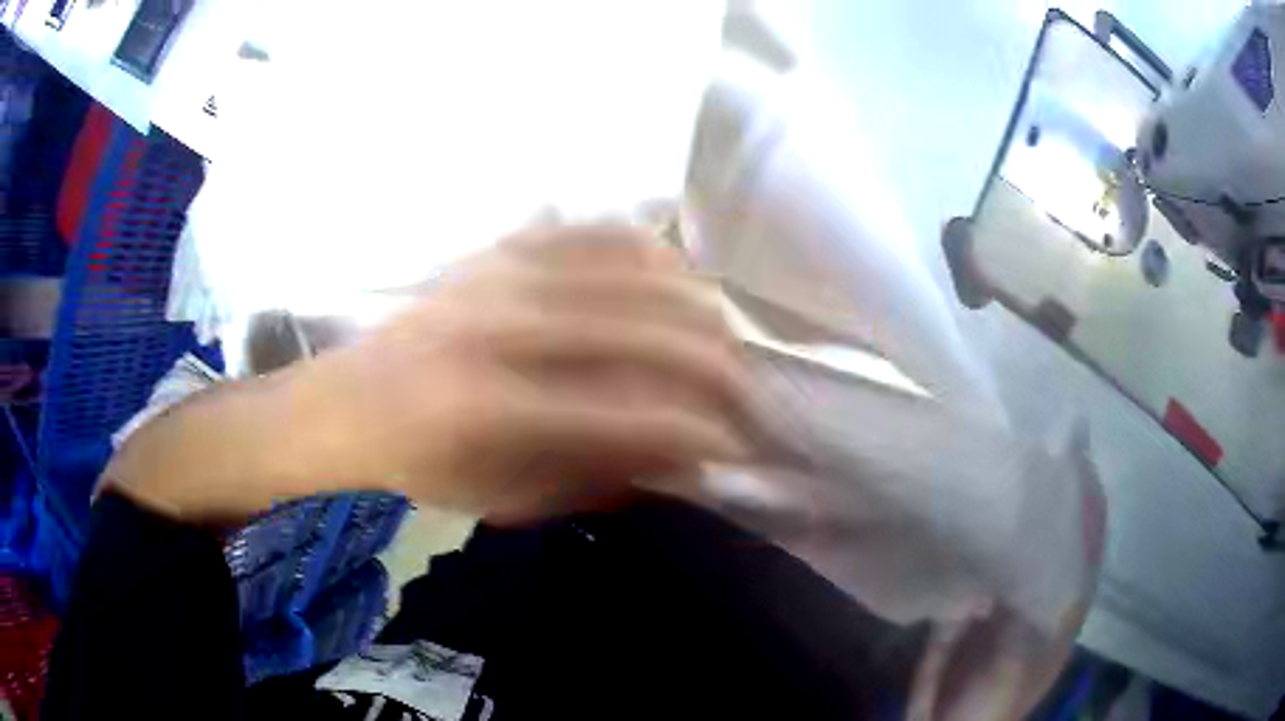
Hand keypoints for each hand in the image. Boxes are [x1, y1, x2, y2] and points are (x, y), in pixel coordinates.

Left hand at [104, 226, 753, 523]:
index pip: (634, 418)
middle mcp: (503, 328)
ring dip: (697, 308)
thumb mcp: (509, 501)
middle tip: (747, 396)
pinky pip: (597, 230)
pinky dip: (650, 252)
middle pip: (650, 331)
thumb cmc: (424, 466)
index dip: (703, 435)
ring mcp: (503, 272)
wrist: (351, 401)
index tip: (741, 449)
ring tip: (721, 342)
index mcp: (493, 410)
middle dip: (721, 369)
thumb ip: (601, 477)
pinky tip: (673, 280)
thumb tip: (687, 457)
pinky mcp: (501, 246)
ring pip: (637, 268)